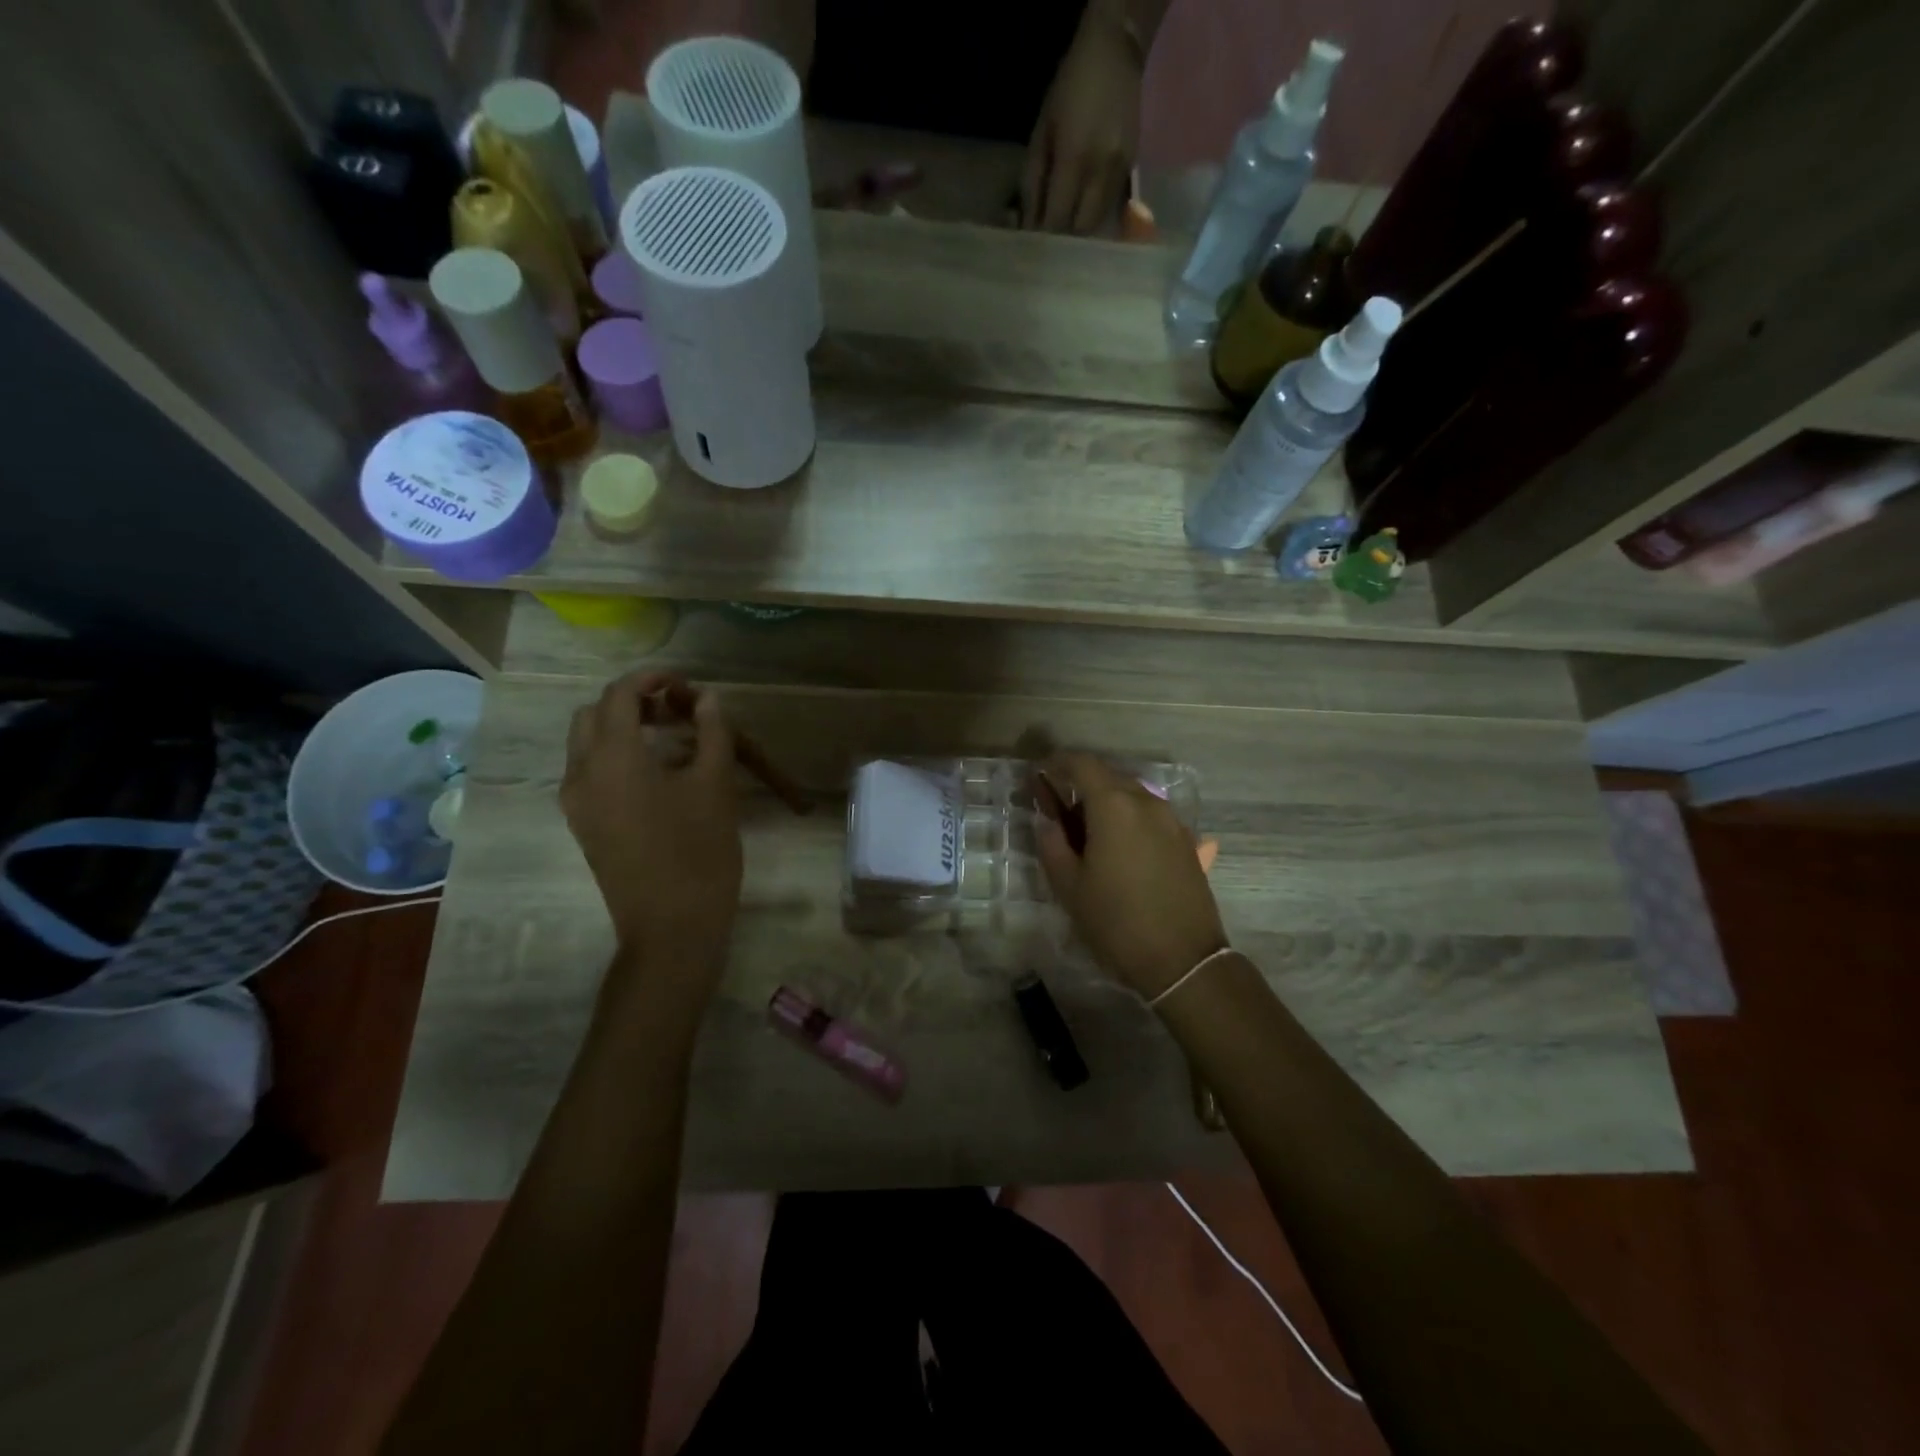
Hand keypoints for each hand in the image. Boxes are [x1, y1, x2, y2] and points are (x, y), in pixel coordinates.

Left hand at [560, 672, 743, 982]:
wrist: (671, 928)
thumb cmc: (699, 852)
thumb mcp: (716, 785)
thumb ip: (712, 733)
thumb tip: (706, 700)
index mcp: (612, 758)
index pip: (619, 695)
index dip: (652, 679)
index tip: (686, 685)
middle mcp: (581, 774)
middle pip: (593, 715)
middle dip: (632, 702)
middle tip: (676, 712)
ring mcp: (577, 803)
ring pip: (586, 745)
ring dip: (621, 729)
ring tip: (670, 740)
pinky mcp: (584, 826)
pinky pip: (589, 773)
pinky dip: (615, 756)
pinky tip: (657, 774)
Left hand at [1023, 9, 1142, 233]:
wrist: (1115, 53)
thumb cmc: (1068, 89)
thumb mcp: (1041, 132)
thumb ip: (1034, 181)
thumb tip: (1027, 225)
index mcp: (1074, 159)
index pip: (1057, 218)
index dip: (1044, 237)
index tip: (1033, 247)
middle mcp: (1101, 171)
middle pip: (1081, 229)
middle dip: (1064, 238)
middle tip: (1050, 238)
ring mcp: (1120, 171)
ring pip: (1098, 222)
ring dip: (1080, 229)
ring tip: (1066, 226)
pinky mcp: (1132, 169)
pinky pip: (1111, 206)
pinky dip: (1095, 214)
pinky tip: (1083, 207)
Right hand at [1032, 753, 1226, 998]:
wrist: (1184, 961)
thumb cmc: (1116, 922)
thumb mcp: (1070, 887)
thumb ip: (1052, 844)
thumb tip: (1048, 821)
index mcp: (1114, 806)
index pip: (1082, 764)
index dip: (1057, 763)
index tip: (1039, 774)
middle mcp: (1146, 802)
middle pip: (1109, 776)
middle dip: (1080, 783)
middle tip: (1057, 807)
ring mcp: (1171, 821)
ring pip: (1132, 795)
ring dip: (1106, 802)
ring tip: (1086, 831)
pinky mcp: (1186, 841)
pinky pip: (1149, 816)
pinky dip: (1128, 819)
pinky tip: (1117, 848)